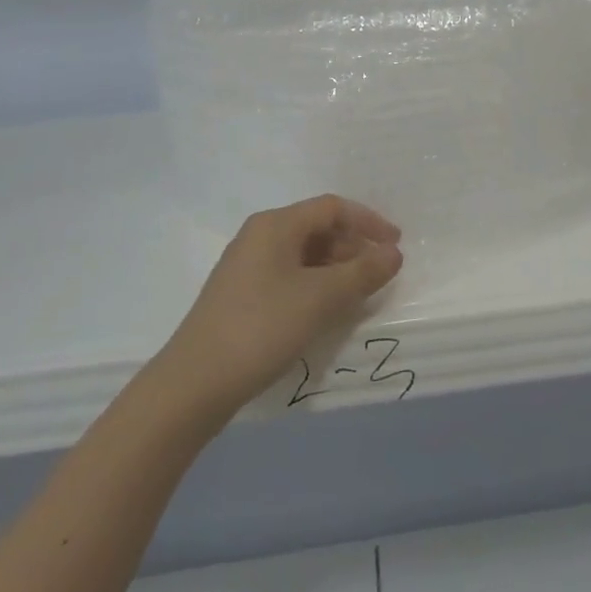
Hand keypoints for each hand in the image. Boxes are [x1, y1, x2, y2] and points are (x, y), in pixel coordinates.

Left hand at [151, 195, 403, 416]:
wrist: (194, 383)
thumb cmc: (262, 327)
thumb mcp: (320, 298)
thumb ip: (362, 273)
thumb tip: (393, 253)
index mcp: (275, 224)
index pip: (332, 208)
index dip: (368, 222)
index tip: (396, 245)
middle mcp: (259, 236)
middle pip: (317, 228)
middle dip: (353, 247)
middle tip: (380, 274)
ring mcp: (247, 266)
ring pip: (303, 254)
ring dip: (336, 269)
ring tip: (359, 294)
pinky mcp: (241, 295)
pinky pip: (289, 276)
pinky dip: (315, 285)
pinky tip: (326, 310)